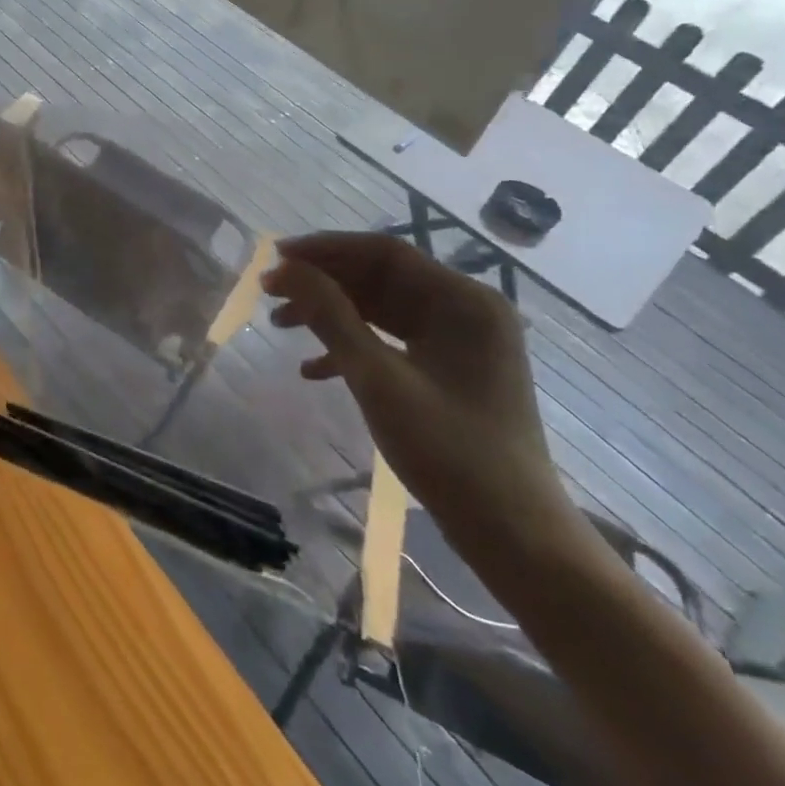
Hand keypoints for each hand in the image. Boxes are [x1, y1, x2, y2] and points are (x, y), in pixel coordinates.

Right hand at [262, 232, 579, 553]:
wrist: (514, 536)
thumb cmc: (448, 451)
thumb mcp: (377, 378)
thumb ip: (329, 316)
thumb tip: (284, 270)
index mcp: (463, 300)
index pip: (383, 252)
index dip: (324, 249)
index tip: (274, 258)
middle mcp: (466, 309)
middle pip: (381, 278)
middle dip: (323, 283)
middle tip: (270, 293)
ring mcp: (461, 341)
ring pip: (382, 309)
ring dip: (331, 314)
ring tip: (281, 325)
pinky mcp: (452, 370)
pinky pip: (394, 341)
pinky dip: (353, 347)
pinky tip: (313, 369)